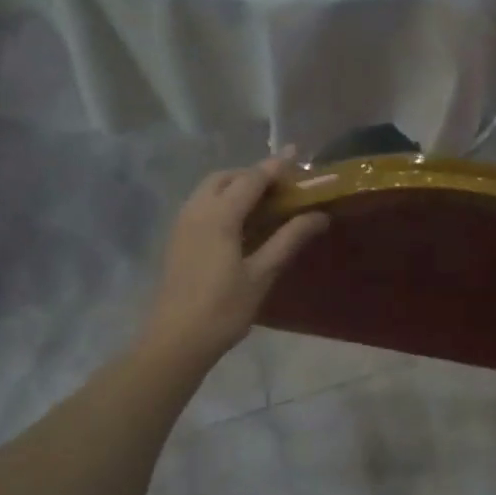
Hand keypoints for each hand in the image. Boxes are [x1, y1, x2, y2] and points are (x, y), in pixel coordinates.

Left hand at [141, 157, 327, 361]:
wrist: (176, 340)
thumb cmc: (223, 308)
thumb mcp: (262, 273)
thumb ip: (290, 239)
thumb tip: (319, 215)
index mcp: (219, 215)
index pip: (251, 179)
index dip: (276, 167)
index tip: (297, 154)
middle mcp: (197, 210)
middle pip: (226, 177)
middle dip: (254, 174)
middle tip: (283, 186)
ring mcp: (183, 224)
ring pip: (210, 189)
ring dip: (237, 186)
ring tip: (266, 202)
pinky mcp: (178, 239)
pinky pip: (202, 205)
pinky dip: (223, 201)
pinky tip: (242, 223)